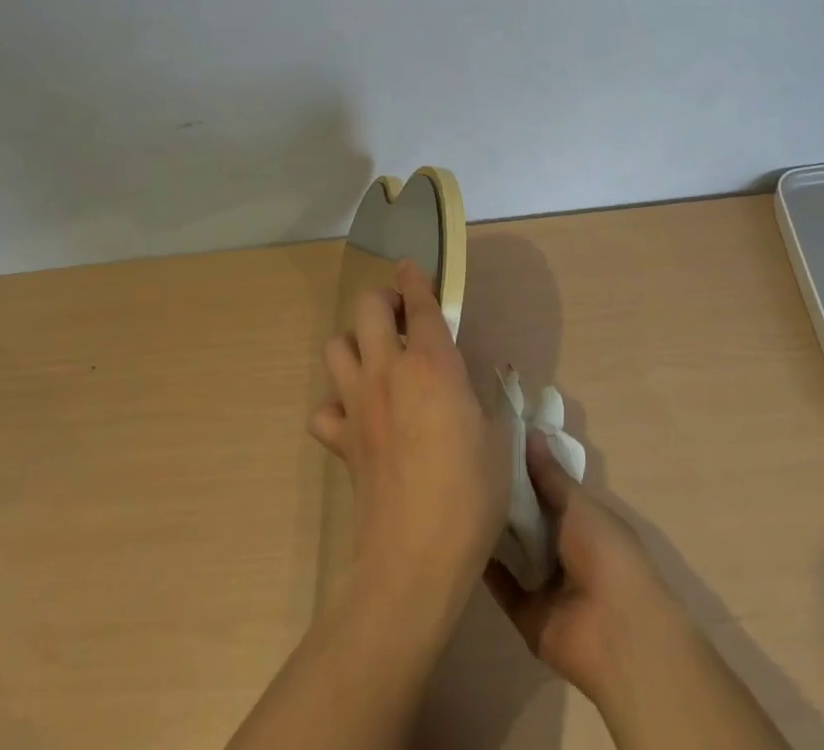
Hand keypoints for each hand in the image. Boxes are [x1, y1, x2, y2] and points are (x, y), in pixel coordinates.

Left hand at [310, 259, 509, 628]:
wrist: (414, 557)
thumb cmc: (470, 492)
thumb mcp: (499, 438)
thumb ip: (488, 400)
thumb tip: (478, 388)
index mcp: (431, 362)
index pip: (419, 302)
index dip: (414, 278)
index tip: (411, 267)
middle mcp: (387, 371)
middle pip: (366, 308)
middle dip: (382, 301)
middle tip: (401, 320)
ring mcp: (357, 404)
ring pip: (335, 348)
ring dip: (354, 345)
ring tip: (377, 361)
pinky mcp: (340, 440)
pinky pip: (324, 409)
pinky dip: (336, 405)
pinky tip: (357, 417)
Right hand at [484, 432, 692, 706]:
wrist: (616, 632)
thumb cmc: (606, 552)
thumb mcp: (578, 504)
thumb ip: (550, 474)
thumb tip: (530, 431)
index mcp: (583, 518)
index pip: (551, 487)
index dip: (528, 465)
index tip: (497, 438)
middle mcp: (564, 547)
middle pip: (529, 517)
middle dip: (506, 495)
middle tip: (469, 464)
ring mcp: (545, 581)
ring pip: (514, 549)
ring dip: (493, 529)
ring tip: (460, 495)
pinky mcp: (527, 612)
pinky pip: (503, 586)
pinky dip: (486, 567)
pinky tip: (461, 539)